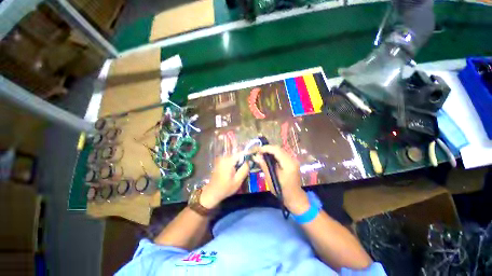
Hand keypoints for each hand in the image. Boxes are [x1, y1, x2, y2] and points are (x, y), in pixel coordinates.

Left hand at [200, 153, 249, 208]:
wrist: (212, 193)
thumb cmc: (225, 188)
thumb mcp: (238, 180)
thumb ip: (245, 169)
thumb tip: (250, 161)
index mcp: (228, 161)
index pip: (241, 153)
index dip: (248, 155)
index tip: (253, 159)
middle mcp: (224, 157)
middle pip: (237, 155)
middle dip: (243, 160)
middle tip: (248, 167)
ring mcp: (221, 159)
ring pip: (234, 157)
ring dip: (239, 162)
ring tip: (242, 170)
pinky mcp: (220, 162)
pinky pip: (230, 160)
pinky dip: (234, 163)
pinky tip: (235, 171)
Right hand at [253, 145, 309, 214]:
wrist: (295, 197)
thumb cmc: (282, 190)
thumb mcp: (271, 178)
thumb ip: (264, 165)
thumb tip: (256, 156)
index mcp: (288, 164)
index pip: (276, 150)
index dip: (266, 148)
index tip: (257, 150)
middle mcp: (292, 159)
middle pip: (279, 148)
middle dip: (267, 148)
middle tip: (258, 152)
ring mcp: (293, 160)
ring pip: (280, 150)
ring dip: (270, 150)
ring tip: (261, 154)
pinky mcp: (292, 161)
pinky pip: (282, 154)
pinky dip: (274, 154)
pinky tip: (268, 157)